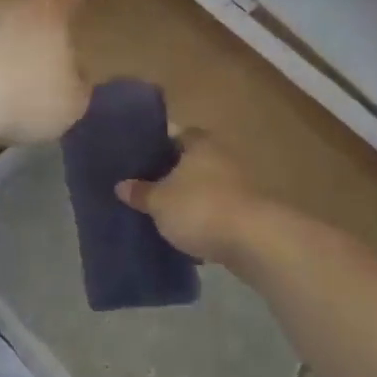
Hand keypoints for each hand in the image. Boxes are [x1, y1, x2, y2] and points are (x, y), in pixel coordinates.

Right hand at [116, 130, 264, 267]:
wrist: (254, 241)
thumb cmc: (200, 208)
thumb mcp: (159, 202)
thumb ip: (140, 192)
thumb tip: (121, 185)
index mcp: (199, 143)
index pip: (173, 135)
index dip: (155, 146)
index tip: (136, 160)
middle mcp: (221, 157)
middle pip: (189, 162)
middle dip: (170, 175)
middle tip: (144, 188)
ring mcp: (239, 185)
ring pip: (204, 188)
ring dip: (188, 200)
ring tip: (162, 214)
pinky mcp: (247, 213)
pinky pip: (217, 212)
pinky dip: (204, 222)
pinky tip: (186, 237)